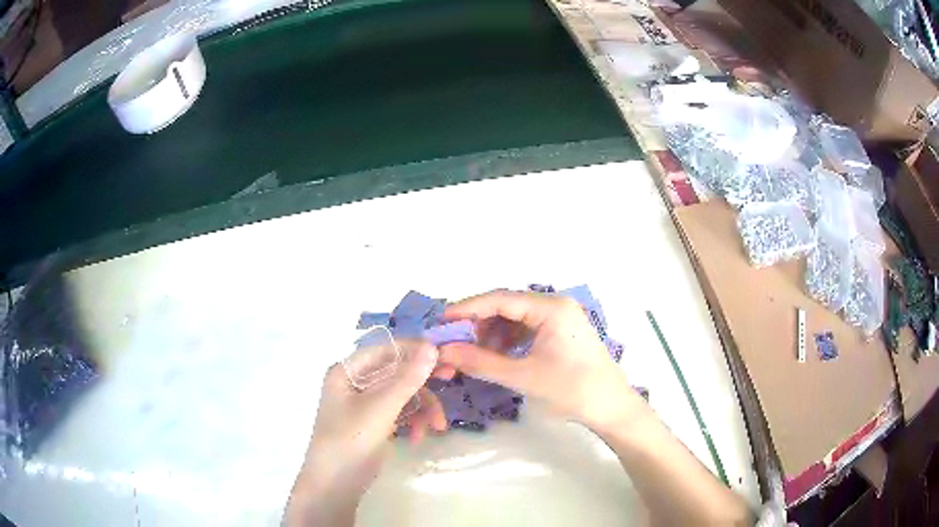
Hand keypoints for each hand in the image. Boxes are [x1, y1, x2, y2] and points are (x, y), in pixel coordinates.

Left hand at [285, 340, 446, 525]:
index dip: (415, 351)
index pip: (386, 349)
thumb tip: (432, 347)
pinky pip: (399, 413)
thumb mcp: (380, 409)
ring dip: (422, 408)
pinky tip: (418, 438)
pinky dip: (412, 422)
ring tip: (437, 427)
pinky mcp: (374, 423)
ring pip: (402, 395)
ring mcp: (365, 404)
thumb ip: (407, 379)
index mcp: (348, 371)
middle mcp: (355, 382)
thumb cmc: (350, 440)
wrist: (335, 485)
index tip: (445, 356)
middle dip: (422, 383)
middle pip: (396, 372)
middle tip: (451, 380)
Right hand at [440, 290, 638, 428]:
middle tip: (453, 344)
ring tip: (472, 356)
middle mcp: (555, 305)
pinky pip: (526, 329)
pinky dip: (507, 342)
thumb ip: (481, 362)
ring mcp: (560, 318)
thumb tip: (444, 352)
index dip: (467, 309)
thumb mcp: (523, 376)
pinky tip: (495, 357)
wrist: (611, 407)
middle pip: (506, 307)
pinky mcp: (560, 332)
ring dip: (491, 335)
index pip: (500, 299)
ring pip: (514, 319)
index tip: (441, 322)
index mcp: (551, 308)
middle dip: (478, 325)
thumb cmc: (571, 390)